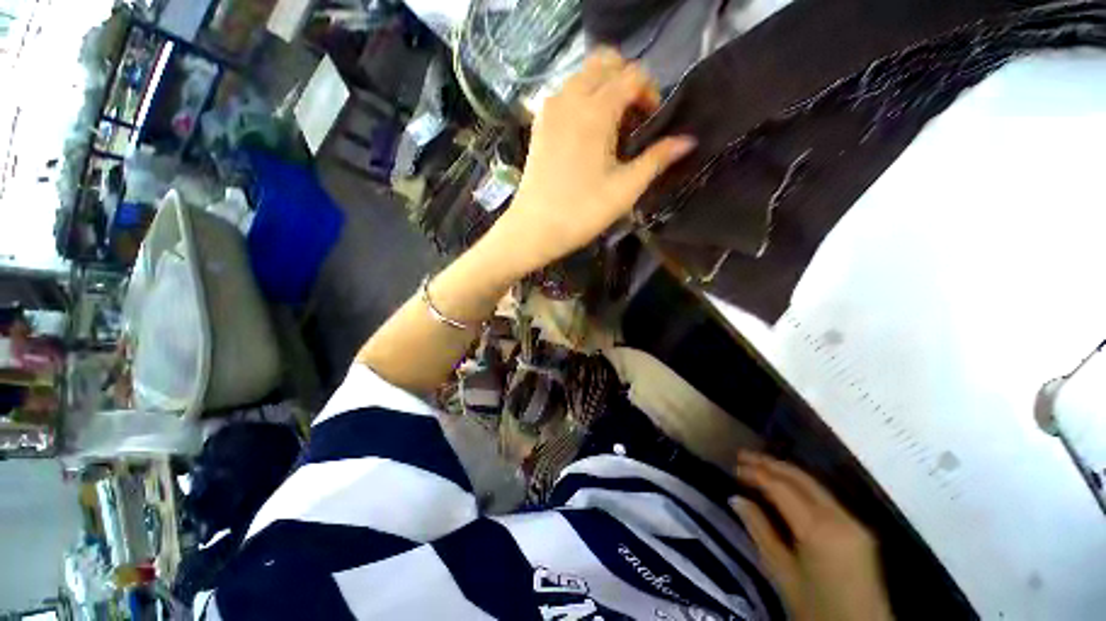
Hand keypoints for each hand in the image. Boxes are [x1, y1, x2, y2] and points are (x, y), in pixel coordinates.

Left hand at [489, 49, 695, 274]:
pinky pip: (566, 93)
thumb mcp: (625, 189)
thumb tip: (688, 141)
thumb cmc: (582, 212)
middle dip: (627, 80)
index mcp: (595, 110)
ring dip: (604, 88)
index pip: (633, 75)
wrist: (534, 229)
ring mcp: (550, 108)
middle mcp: (570, 98)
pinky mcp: (539, 124)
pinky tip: (588, 133)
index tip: (652, 122)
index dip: (650, 93)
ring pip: (583, 75)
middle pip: (605, 62)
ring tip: (612, 127)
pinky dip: (583, 99)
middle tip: (634, 117)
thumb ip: (657, 159)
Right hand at [731, 452, 893, 620]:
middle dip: (771, 464)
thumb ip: (760, 531)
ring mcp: (854, 522)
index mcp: (819, 530)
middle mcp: (840, 517)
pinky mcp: (859, 530)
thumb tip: (736, 499)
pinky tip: (785, 487)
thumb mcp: (782, 573)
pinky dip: (801, 487)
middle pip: (801, 479)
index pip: (782, 488)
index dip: (757, 473)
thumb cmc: (816, 609)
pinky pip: (825, 498)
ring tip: (759, 465)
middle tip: (743, 455)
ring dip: (785, 473)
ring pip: (814, 486)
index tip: (734, 465)